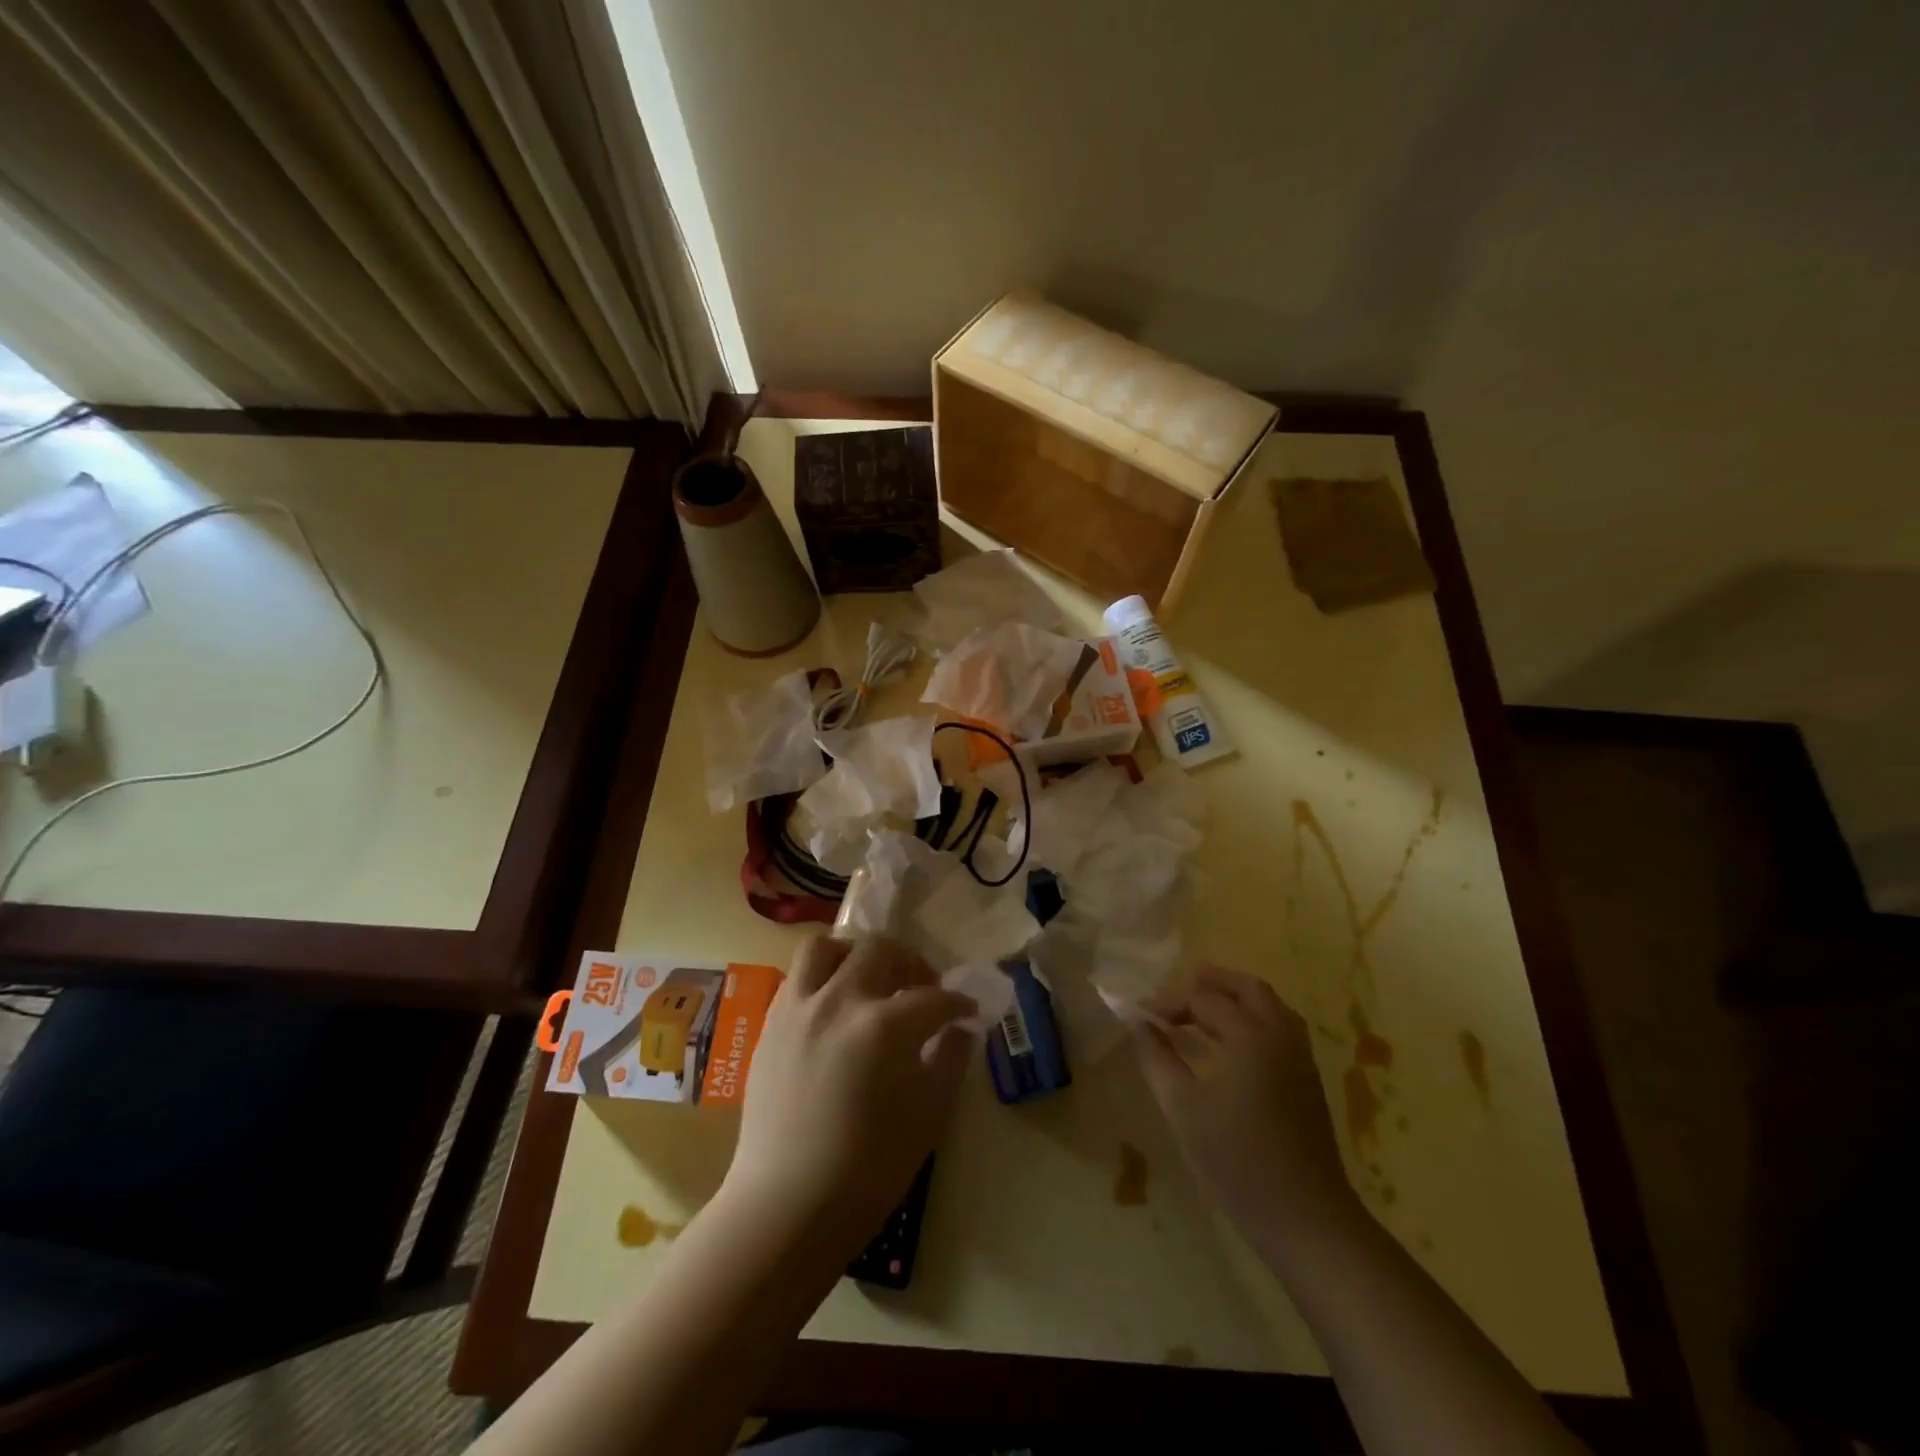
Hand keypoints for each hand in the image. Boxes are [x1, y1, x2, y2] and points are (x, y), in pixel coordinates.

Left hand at [725, 935, 975, 1257]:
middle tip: (921, 988)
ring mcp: (800, 1007)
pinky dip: (822, 976)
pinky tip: (834, 1006)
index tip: (968, 1012)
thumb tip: (960, 1028)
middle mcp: (841, 1000)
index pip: (934, 997)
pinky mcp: (772, 1023)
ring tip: (869, 978)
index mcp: (886, 1025)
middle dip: (911, 962)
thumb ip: (950, 1060)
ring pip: (828, 947)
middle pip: (881, 950)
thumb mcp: (928, 1116)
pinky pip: (797, 975)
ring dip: (856, 953)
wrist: (788, 1205)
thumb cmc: (869, 1169)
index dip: (959, 1003)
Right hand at [1130, 964, 1359, 1244]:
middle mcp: (1281, 1036)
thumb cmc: (1237, 1161)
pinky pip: (1281, 1029)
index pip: (1203, 1001)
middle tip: (1182, 986)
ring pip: (1271, 1007)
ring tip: (1205, 1008)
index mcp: (1251, 1036)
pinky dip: (1255, 1019)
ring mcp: (1301, 1059)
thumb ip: (1157, 1059)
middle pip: (1250, 989)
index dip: (1169, 1004)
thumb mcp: (1183, 1109)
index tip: (1141, 1016)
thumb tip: (1138, 1023)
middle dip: (1215, 982)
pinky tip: (1232, 1043)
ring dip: (1238, 998)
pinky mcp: (1308, 1081)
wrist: (1306, 1219)